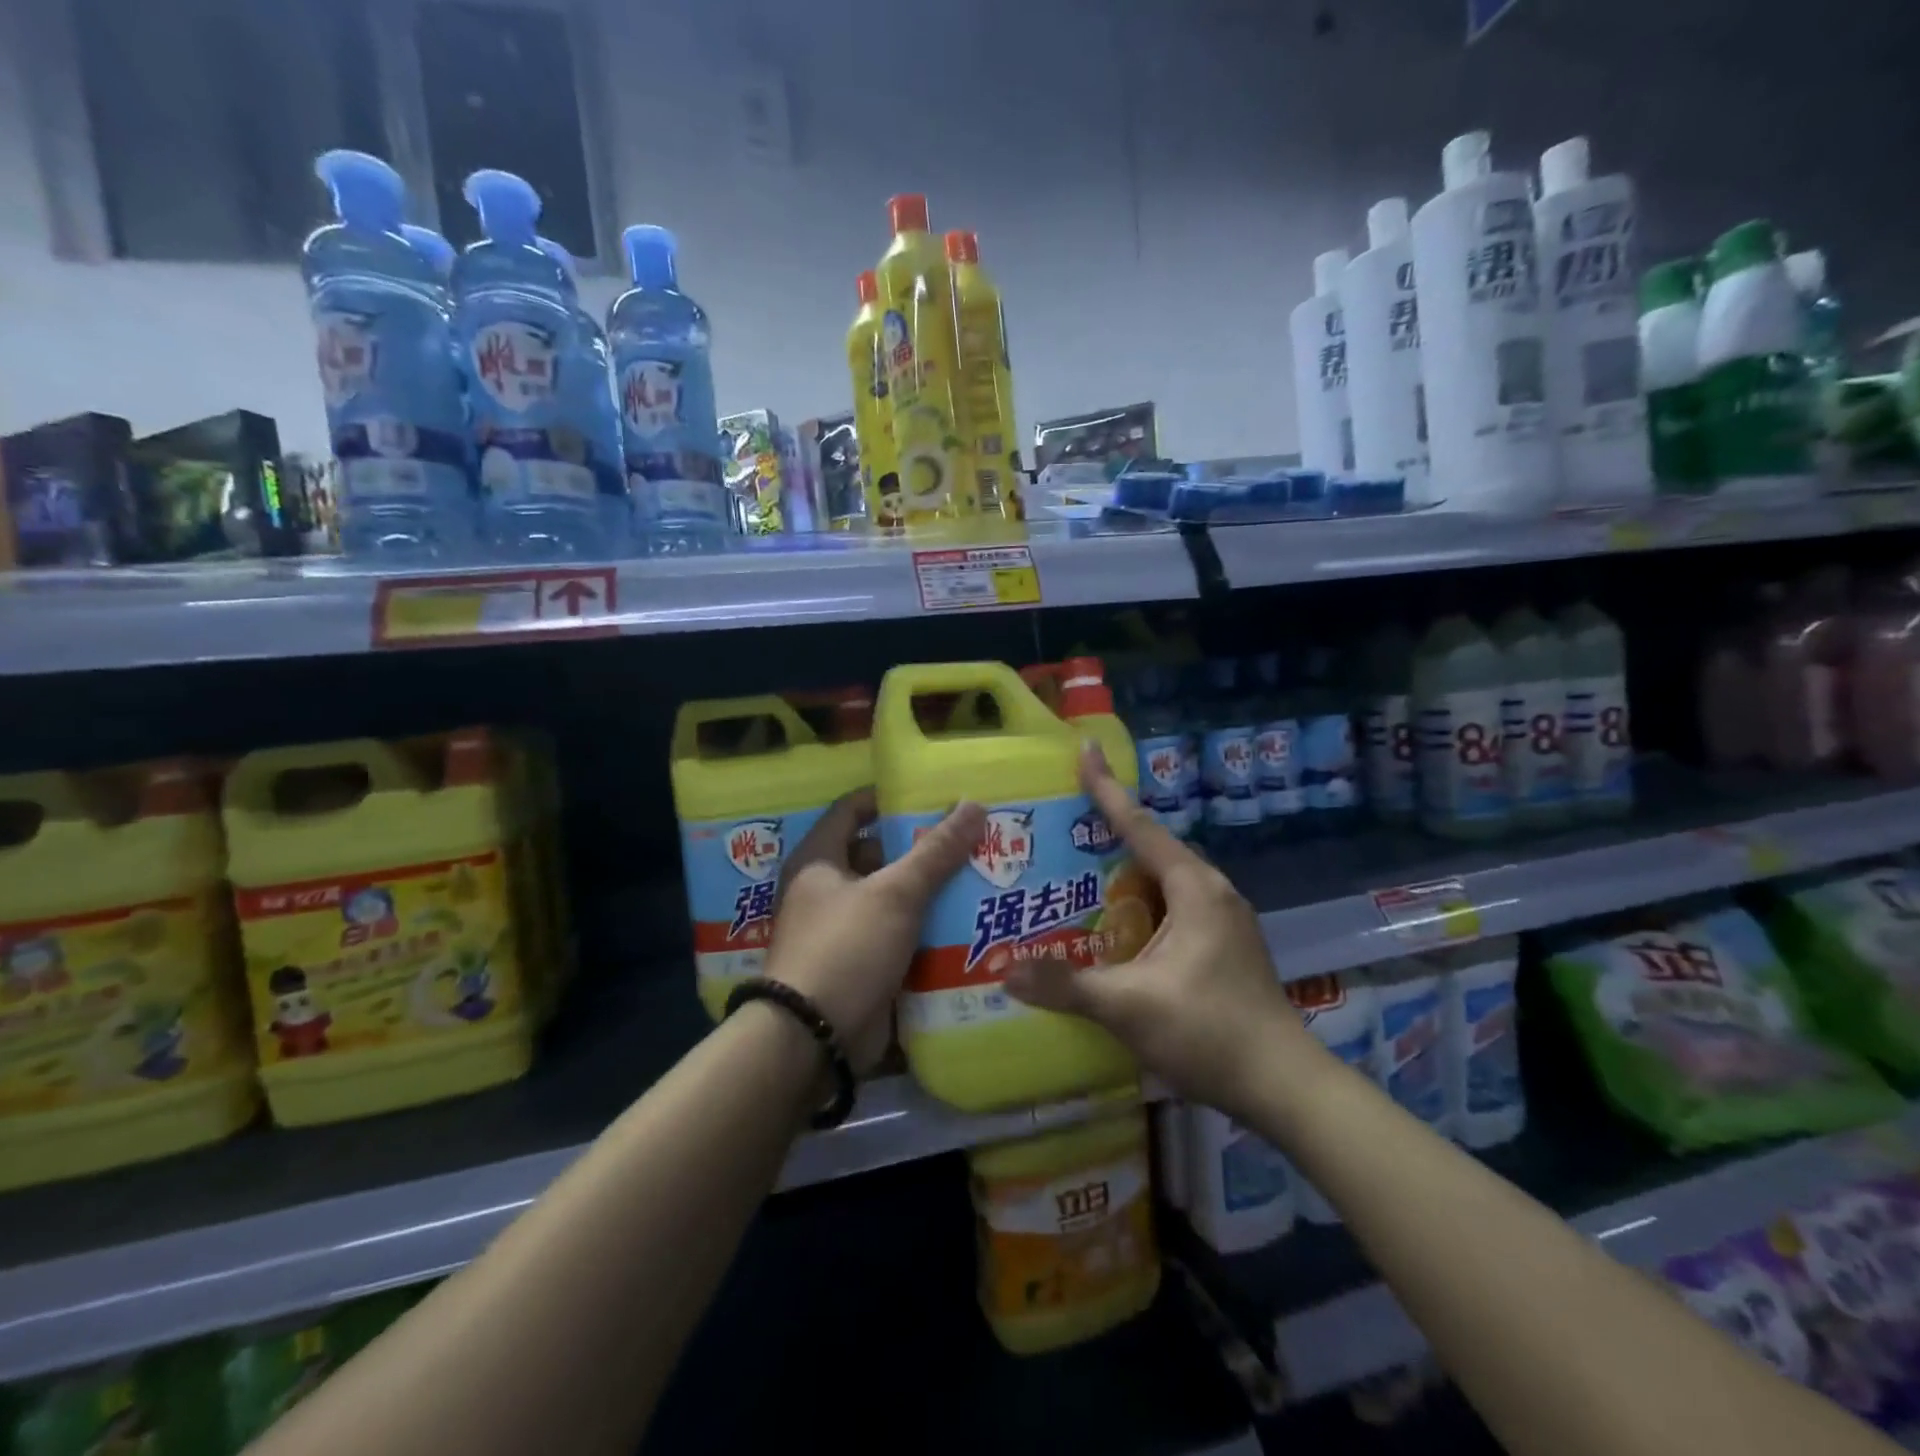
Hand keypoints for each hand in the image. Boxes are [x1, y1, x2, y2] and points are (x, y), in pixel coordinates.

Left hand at [766, 789, 984, 1071]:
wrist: (813, 1038)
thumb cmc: (846, 948)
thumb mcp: (895, 893)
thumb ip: (935, 851)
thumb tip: (974, 804)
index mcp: (819, 860)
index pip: (853, 809)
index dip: (890, 798)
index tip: (934, 795)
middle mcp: (825, 890)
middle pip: (878, 855)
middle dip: (921, 848)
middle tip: (970, 837)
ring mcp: (842, 930)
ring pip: (892, 898)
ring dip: (928, 891)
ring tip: (979, 874)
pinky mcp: (859, 964)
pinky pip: (897, 935)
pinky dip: (924, 928)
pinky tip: (965, 921)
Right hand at [1004, 744, 1311, 1116]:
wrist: (1285, 1087)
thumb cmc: (1210, 1031)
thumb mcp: (1130, 1006)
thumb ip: (1067, 985)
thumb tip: (1005, 971)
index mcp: (1195, 888)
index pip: (1140, 825)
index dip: (1107, 789)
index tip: (1085, 751)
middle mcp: (1213, 892)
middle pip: (1153, 847)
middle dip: (1109, 831)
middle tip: (1064, 824)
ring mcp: (1224, 920)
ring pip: (1164, 879)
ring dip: (1125, 871)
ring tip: (1079, 871)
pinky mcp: (1224, 946)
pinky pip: (1173, 905)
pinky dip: (1141, 901)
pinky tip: (1115, 924)